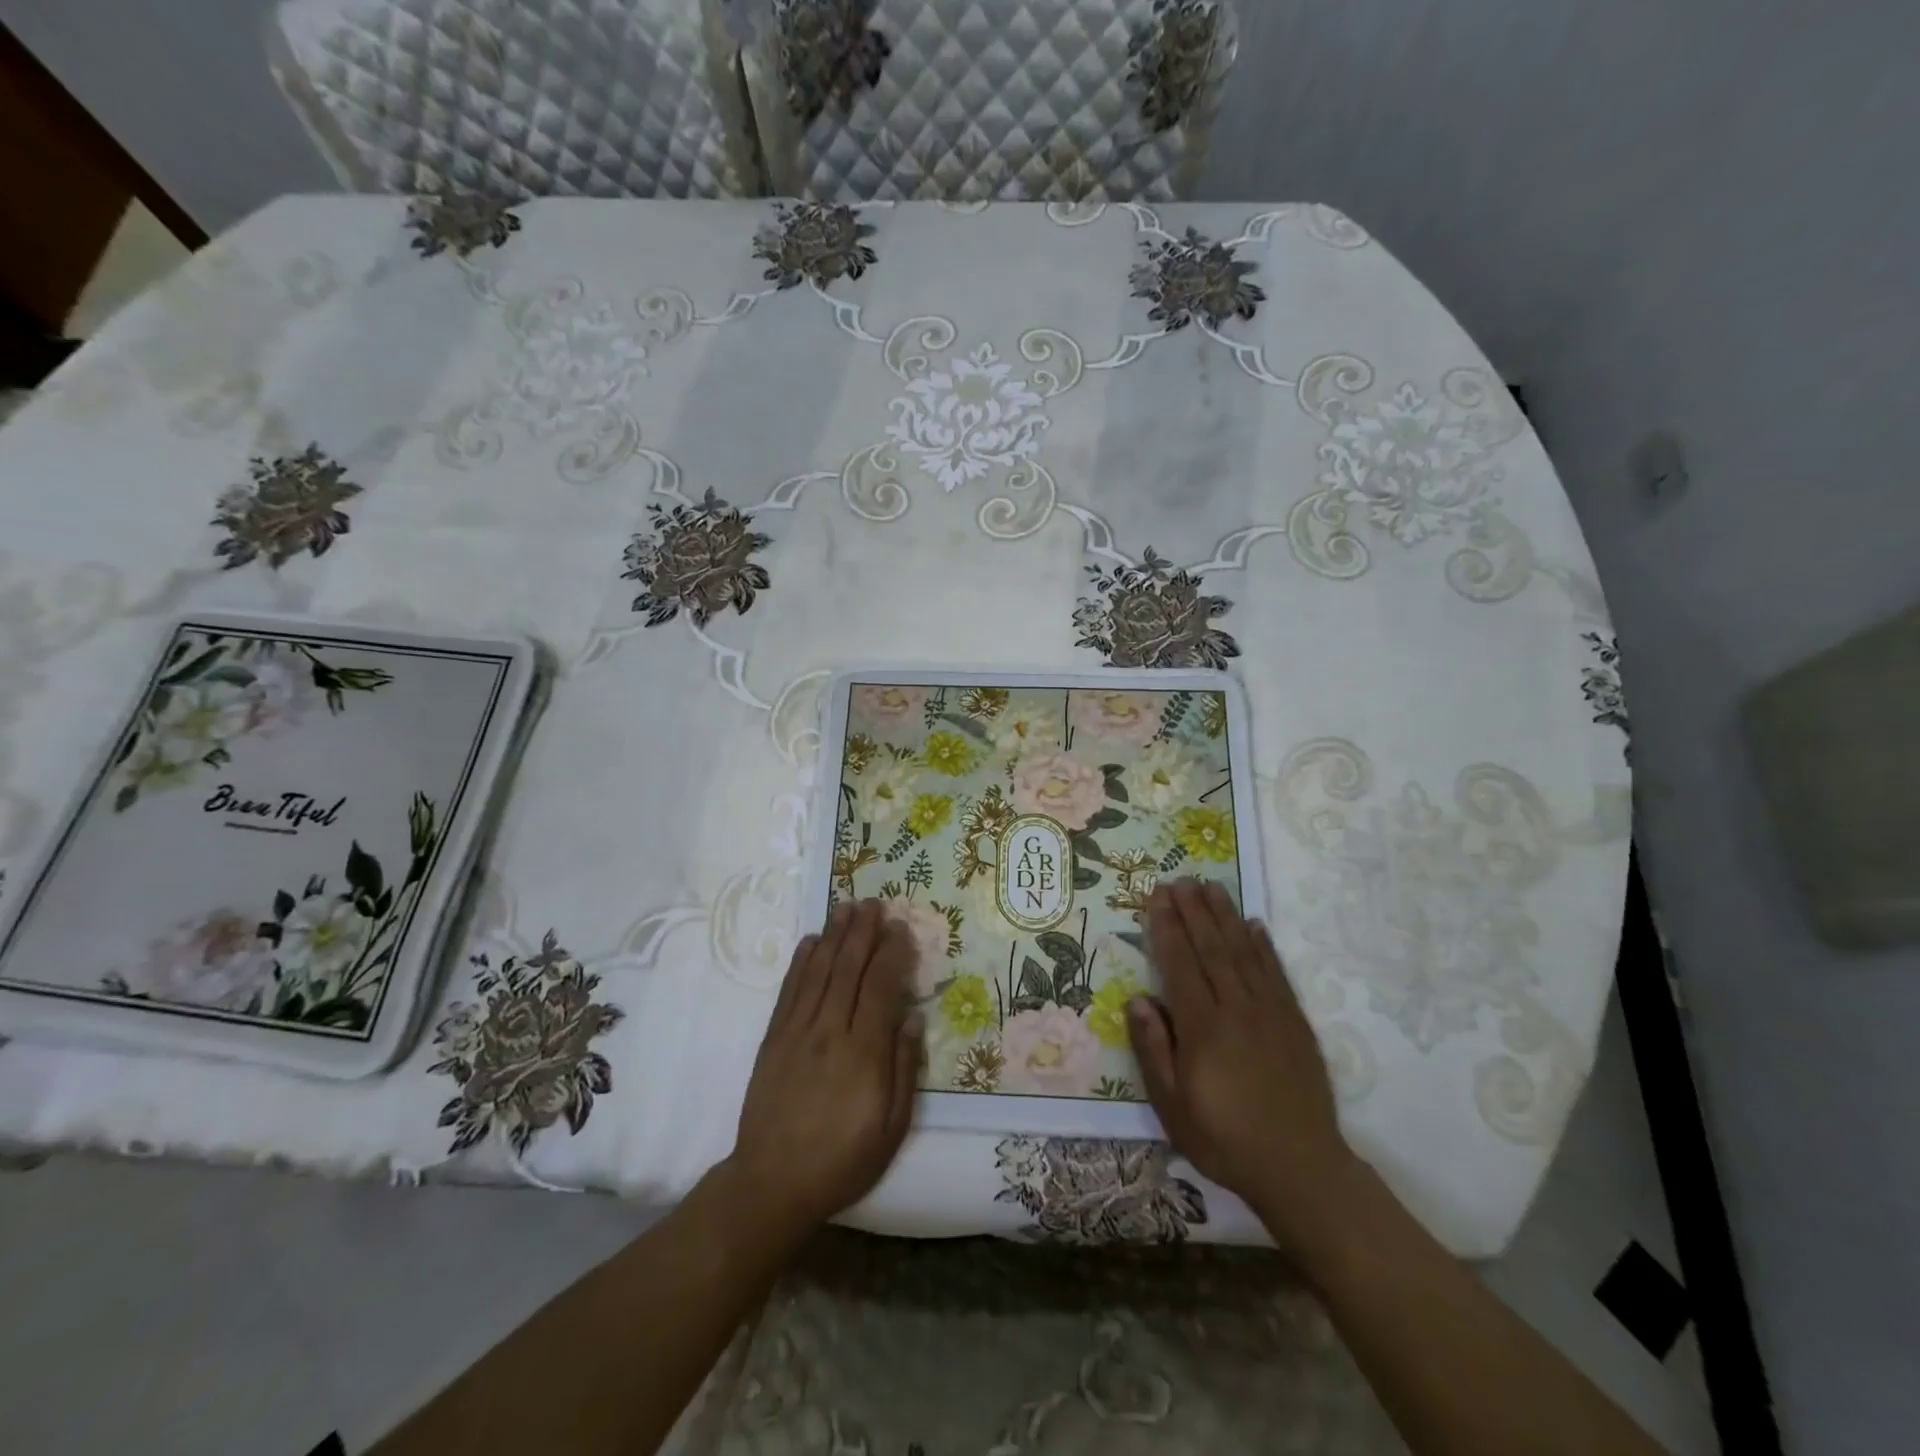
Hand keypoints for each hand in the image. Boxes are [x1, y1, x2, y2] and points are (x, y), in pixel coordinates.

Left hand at [723, 900, 924, 1239]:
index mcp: (864, 1054)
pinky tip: (811, 941)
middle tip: (874, 903)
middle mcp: (830, 1032)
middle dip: (863, 932)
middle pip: (849, 969)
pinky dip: (801, 962)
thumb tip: (911, 1017)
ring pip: (819, 971)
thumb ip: (905, 1068)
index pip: (881, 988)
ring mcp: (797, 1032)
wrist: (772, 1182)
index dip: (892, 953)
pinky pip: (789, 990)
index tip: (901, 928)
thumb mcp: (892, 1128)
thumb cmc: (843, 1159)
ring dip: (835, 936)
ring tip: (847, 907)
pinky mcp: (773, 1038)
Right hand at [1128, 880, 1361, 1253]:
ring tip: (1211, 887)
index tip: (1156, 897)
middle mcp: (1237, 1009)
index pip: (1180, 964)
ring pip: (1244, 952)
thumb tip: (1137, 999)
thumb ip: (1153, 1050)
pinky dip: (1264, 946)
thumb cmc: (1224, 1139)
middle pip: (1211, 948)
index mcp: (1203, 1028)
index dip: (1167, 927)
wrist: (1300, 1168)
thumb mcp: (1172, 1106)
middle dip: (1193, 911)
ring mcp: (1271, 1012)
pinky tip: (1254, 925)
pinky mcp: (1295, 1022)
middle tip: (1180, 880)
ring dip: (1226, 916)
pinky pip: (1277, 973)